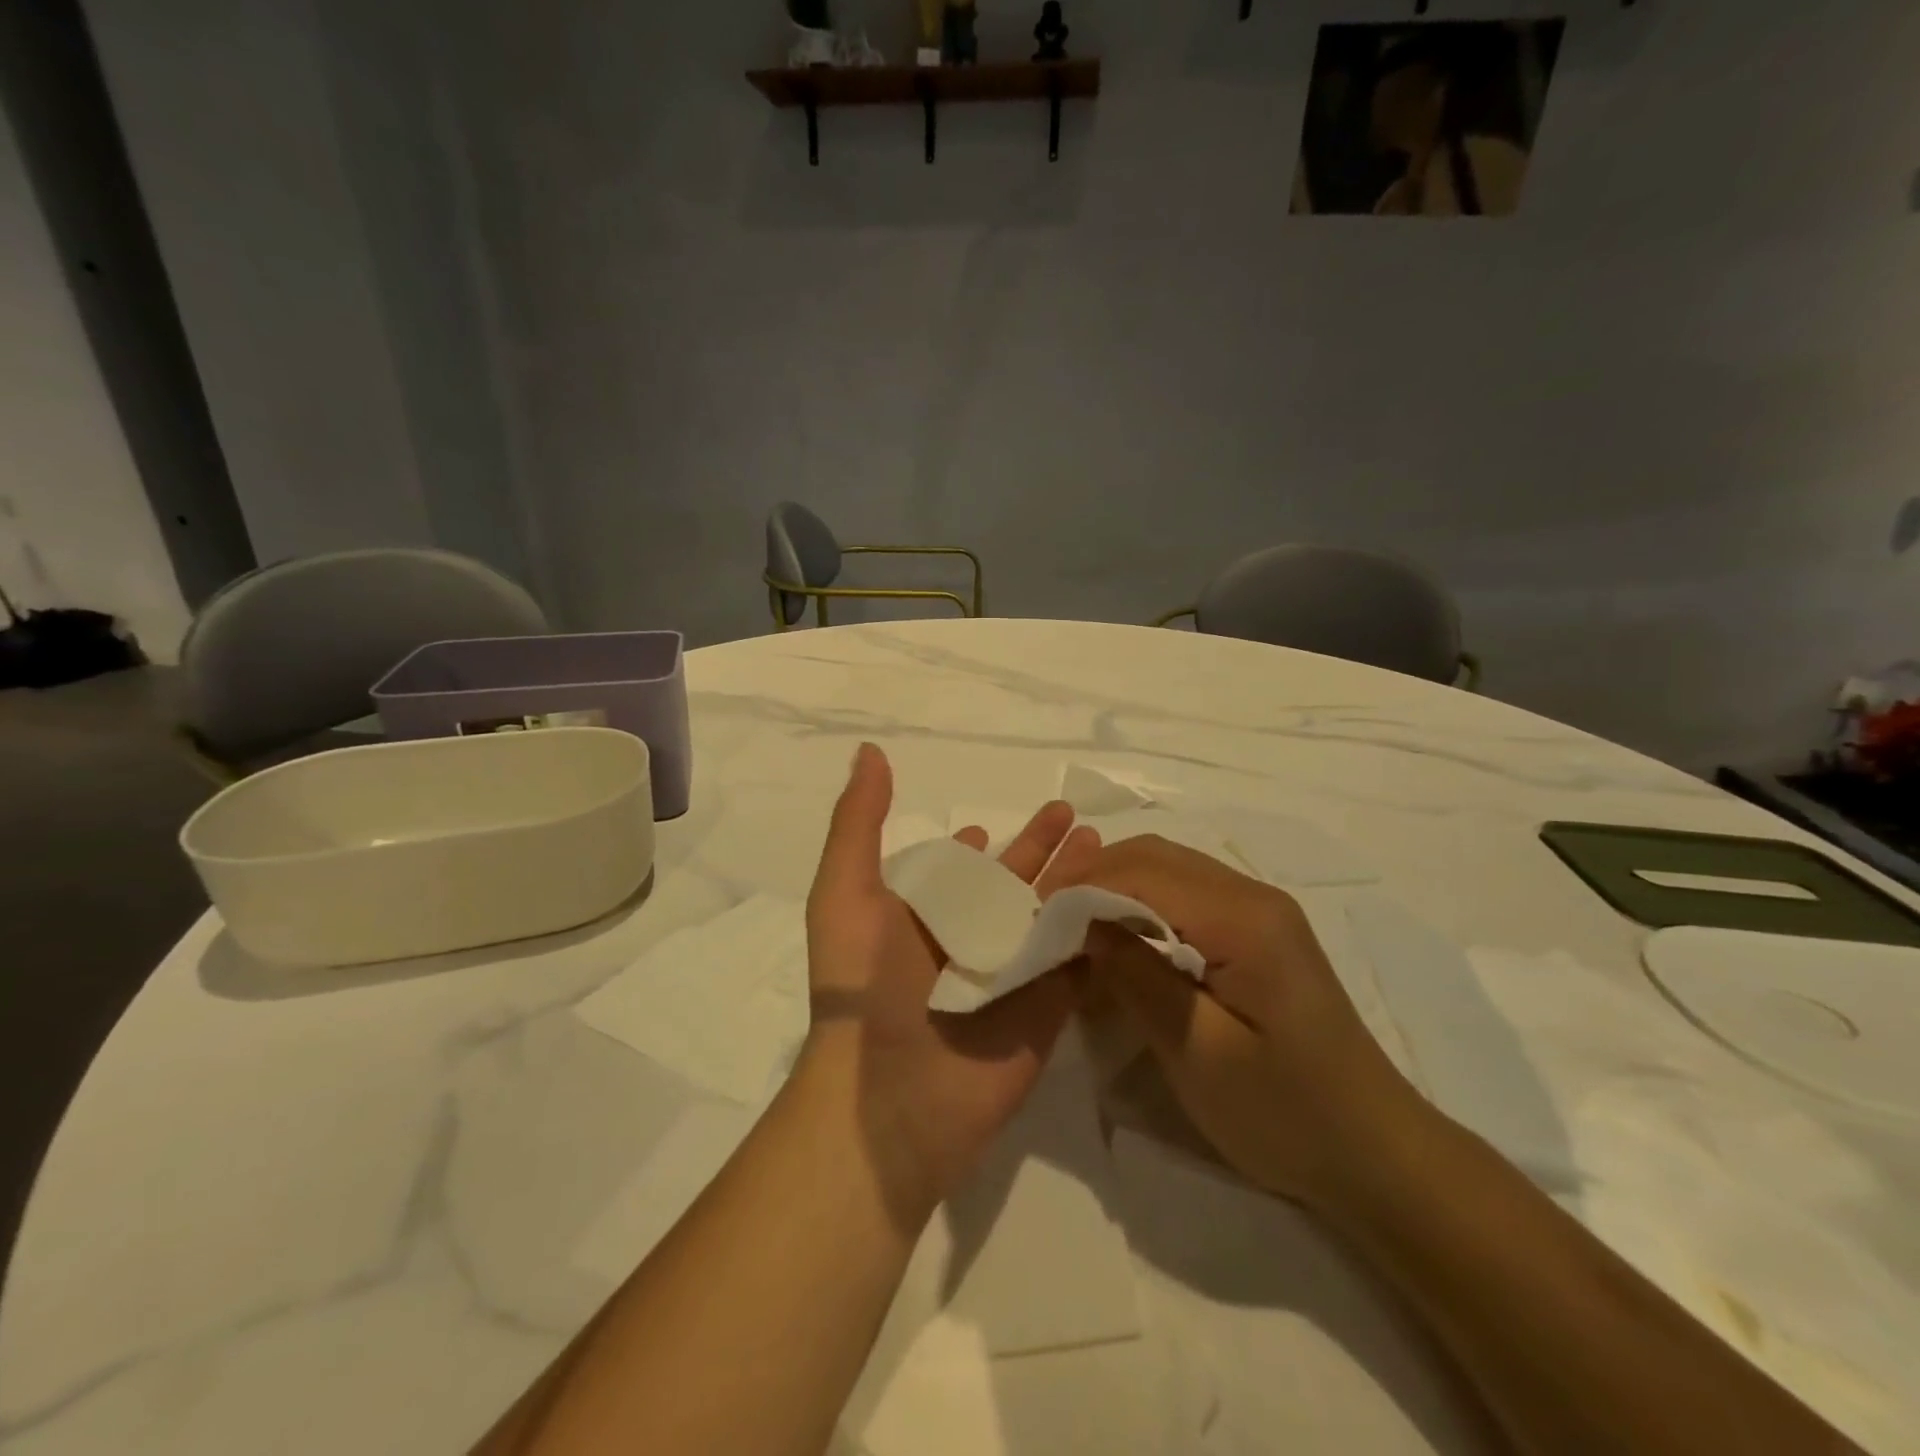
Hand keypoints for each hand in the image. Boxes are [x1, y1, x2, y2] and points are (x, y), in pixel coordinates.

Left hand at [800, 744, 1101, 1225]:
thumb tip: (870, 751)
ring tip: (1104, 845)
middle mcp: (970, 941)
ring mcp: (1013, 975)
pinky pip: (1081, 960)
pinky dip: (1101, 929)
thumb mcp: (845, 891)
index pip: (957, 872)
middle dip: (1041, 851)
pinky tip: (1126, 895)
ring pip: (1052, 915)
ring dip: (1077, 880)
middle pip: (1015, 885)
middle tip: (1074, 818)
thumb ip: (859, 822)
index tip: (989, 824)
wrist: (892, 1097)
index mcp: (924, 916)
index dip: (975, 847)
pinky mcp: (1050, 1008)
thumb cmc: (864, 986)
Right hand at [1064, 834, 1422, 1208]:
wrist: (1376, 1154)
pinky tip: (1122, 941)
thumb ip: (1136, 976)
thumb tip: (1080, 922)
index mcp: (1244, 918)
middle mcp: (1253, 895)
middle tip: (1048, 923)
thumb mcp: (1197, 1052)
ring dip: (1115, 888)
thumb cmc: (1285, 1113)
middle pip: (1154, 855)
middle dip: (1092, 879)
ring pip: (1168, 868)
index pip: (1142, 872)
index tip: (1034, 922)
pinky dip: (1142, 904)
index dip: (1081, 888)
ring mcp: (1260, 909)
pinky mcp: (1259, 931)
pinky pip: (1186, 894)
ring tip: (1075, 930)